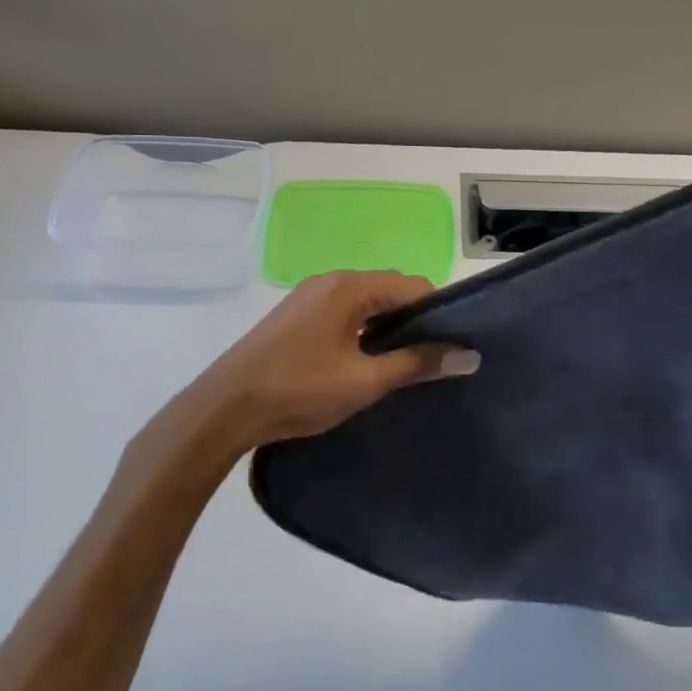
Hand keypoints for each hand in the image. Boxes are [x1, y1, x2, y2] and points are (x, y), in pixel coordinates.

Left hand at [185, 271, 478, 456]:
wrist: (223, 409)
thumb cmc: (298, 391)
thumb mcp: (364, 381)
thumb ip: (417, 364)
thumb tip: (468, 355)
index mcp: (349, 286)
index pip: (413, 286)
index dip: (438, 314)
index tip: (452, 346)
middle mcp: (330, 281)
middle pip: (389, 290)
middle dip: (413, 321)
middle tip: (430, 360)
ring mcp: (309, 297)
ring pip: (366, 303)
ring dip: (386, 328)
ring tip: (402, 366)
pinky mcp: (295, 316)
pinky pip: (343, 312)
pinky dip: (362, 330)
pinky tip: (363, 363)